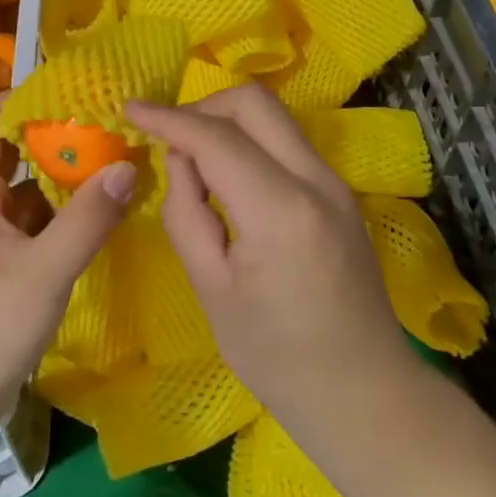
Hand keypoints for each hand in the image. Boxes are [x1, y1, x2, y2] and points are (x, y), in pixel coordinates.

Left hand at [0, 95, 134, 441]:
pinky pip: (21, 219)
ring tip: (103, 161)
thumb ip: (87, 219)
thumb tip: (128, 166)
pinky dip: (51, 210)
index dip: (19, 99)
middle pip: (3, 150)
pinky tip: (88, 214)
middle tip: (99, 126)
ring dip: (53, 174)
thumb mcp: (45, 271)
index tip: (68, 93)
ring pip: (16, 187)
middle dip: (48, 135)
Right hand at [126, 86, 411, 429]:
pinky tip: (227, 179)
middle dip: (202, 107)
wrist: (366, 394)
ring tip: (192, 161)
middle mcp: (315, 180)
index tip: (129, 108)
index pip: (215, 138)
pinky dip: (249, 141)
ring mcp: (334, 183)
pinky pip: (285, 142)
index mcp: (280, 210)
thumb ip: (186, 214)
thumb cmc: (278, 356)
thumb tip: (180, 161)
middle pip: (254, 103)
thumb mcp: (211, 290)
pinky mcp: (339, 192)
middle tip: (168, 139)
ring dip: (226, 122)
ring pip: (273, 117)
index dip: (167, 118)